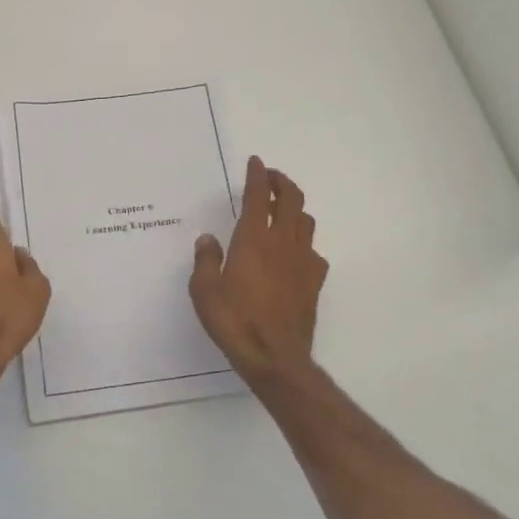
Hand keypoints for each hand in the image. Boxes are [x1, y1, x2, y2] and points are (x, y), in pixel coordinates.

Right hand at [190, 156, 326, 383]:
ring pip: (305, 222)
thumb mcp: (204, 291)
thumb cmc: (234, 321)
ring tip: (281, 213)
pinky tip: (294, 254)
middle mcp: (282, 242)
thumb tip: (208, 240)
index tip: (256, 162)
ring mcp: (303, 261)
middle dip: (282, 183)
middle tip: (271, 178)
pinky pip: (313, 251)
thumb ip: (206, 260)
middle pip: (291, 199)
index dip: (257, 175)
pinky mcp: (314, 281)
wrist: (275, 356)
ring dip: (294, 210)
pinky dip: (303, 244)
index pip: (258, 195)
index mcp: (253, 239)